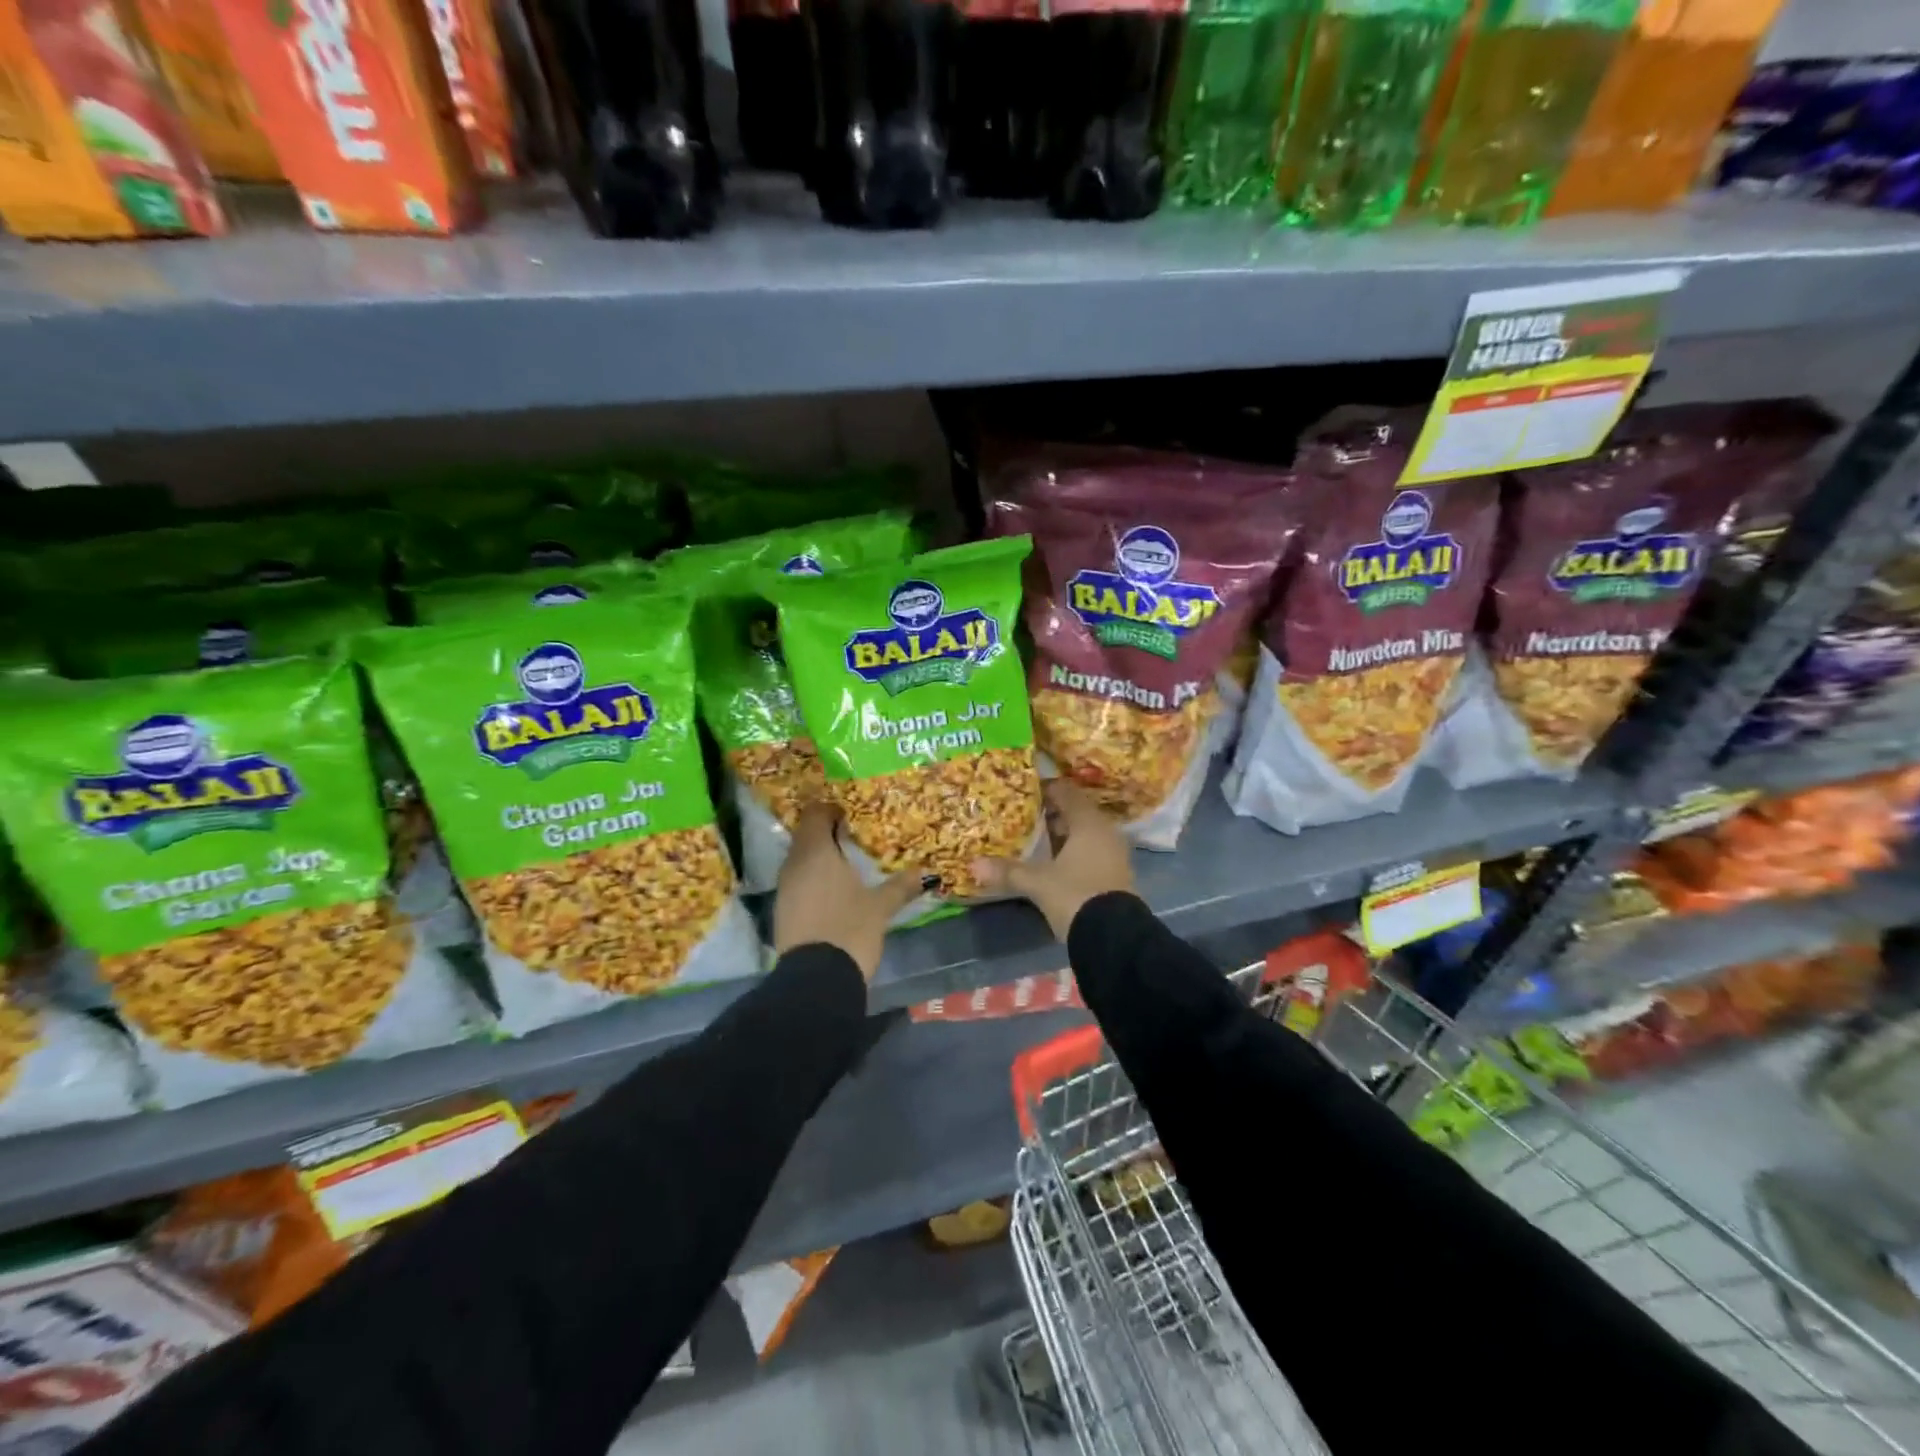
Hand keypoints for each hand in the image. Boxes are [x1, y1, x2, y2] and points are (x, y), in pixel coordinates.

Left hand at [774, 804, 925, 979]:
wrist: (816, 979)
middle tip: (854, 841)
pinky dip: (812, 879)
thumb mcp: (881, 906)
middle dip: (827, 834)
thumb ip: (901, 886)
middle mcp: (794, 863)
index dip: (832, 810)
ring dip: (819, 858)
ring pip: (800, 859)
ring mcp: (784, 887)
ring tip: (846, 867)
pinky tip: (833, 893)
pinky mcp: (781, 909)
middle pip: (806, 835)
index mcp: (816, 851)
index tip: (851, 817)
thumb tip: (926, 873)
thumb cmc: (850, 929)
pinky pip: (797, 881)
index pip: (815, 813)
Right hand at [971, 780, 1134, 940]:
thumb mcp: (1038, 883)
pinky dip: (1072, 852)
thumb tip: (973, 864)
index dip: (1046, 789)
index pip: (1067, 792)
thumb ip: (1008, 871)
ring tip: (1034, 839)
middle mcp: (1105, 832)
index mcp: (1089, 823)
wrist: (1114, 938)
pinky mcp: (1115, 875)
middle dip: (1051, 814)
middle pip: (1076, 813)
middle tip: (1024, 815)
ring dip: (1062, 835)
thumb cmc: (1075, 896)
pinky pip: (1091, 852)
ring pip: (1084, 834)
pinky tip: (1053, 863)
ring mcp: (1113, 855)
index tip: (1024, 791)